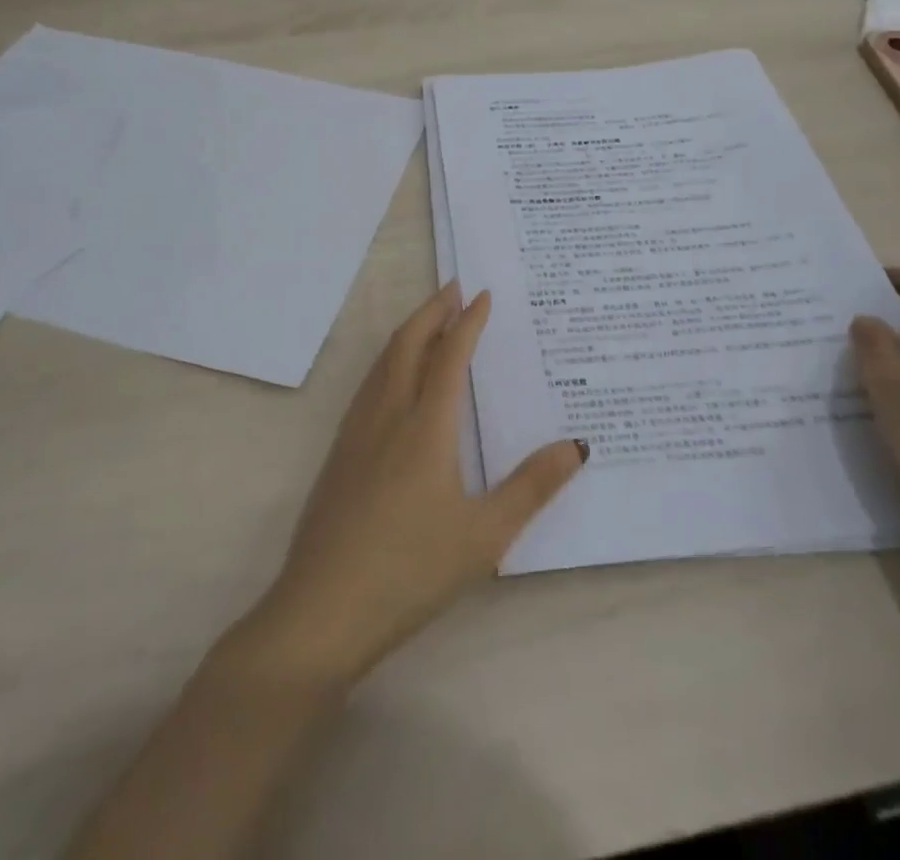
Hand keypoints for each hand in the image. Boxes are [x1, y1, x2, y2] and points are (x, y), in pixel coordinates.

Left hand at [238, 285, 586, 689]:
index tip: (482, 295)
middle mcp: (388, 416)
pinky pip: (368, 386)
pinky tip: (394, 381)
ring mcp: (356, 433)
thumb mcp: (483, 536)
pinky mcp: (338, 454)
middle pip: (408, 344)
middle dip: (432, 311)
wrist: (322, 610)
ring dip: (408, 333)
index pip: (449, 357)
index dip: (467, 322)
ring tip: (428, 322)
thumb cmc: (410, 571)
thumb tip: (577, 445)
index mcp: (426, 427)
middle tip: (453, 289)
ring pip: (383, 362)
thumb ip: (531, 487)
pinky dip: (388, 362)